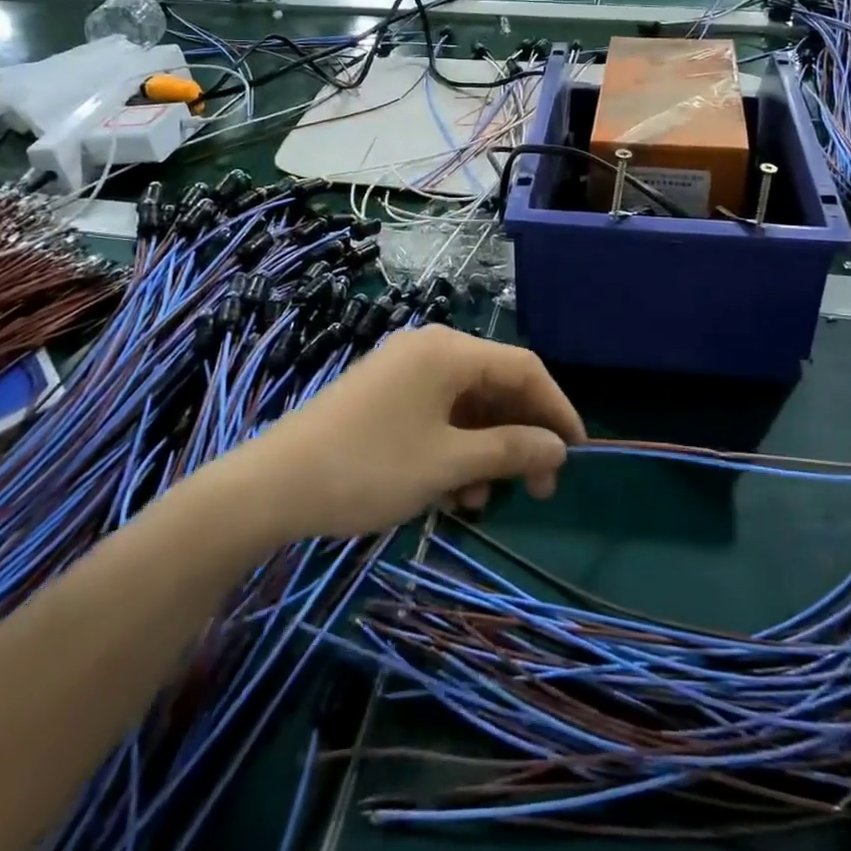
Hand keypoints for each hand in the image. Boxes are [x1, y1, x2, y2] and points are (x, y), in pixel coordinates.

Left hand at [239, 326, 584, 540]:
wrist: (272, 486)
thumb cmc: (369, 468)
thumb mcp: (448, 464)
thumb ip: (510, 450)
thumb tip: (559, 448)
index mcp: (449, 350)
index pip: (524, 368)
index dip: (556, 409)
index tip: (578, 453)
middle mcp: (430, 349)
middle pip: (496, 385)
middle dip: (520, 436)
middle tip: (538, 488)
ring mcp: (404, 370)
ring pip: (468, 405)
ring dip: (485, 450)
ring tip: (480, 501)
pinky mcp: (385, 394)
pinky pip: (438, 413)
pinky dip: (454, 448)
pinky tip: (450, 492)